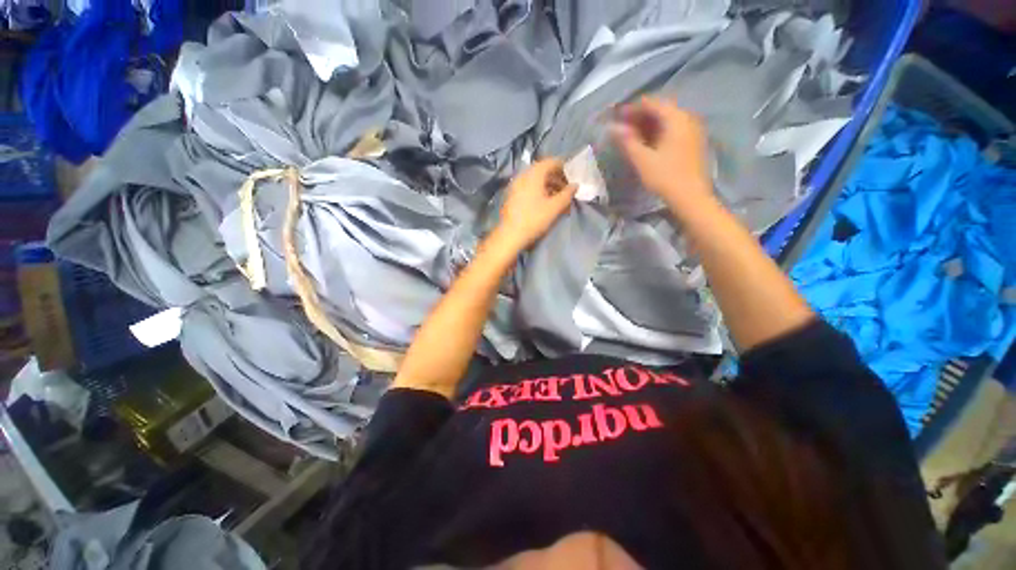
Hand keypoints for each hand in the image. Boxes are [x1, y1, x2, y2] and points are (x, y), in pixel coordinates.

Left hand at [496, 158, 576, 249]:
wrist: (510, 235)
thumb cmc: (534, 219)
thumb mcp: (554, 207)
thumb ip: (567, 194)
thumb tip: (575, 185)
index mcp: (533, 174)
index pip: (551, 162)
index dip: (564, 167)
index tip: (573, 175)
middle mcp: (523, 175)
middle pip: (543, 170)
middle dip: (557, 178)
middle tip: (567, 188)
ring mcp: (515, 185)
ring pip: (535, 180)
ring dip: (549, 186)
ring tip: (559, 197)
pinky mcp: (512, 195)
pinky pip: (528, 187)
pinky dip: (539, 191)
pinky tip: (546, 202)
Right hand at [611, 97, 713, 209]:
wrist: (690, 196)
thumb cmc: (665, 176)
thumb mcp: (642, 159)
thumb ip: (628, 141)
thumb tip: (613, 128)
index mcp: (676, 118)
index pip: (652, 103)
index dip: (632, 108)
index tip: (617, 115)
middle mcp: (687, 118)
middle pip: (661, 109)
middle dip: (640, 116)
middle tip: (623, 125)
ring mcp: (692, 130)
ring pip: (667, 120)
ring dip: (649, 124)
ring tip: (632, 134)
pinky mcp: (693, 141)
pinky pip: (673, 129)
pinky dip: (659, 131)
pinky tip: (648, 142)